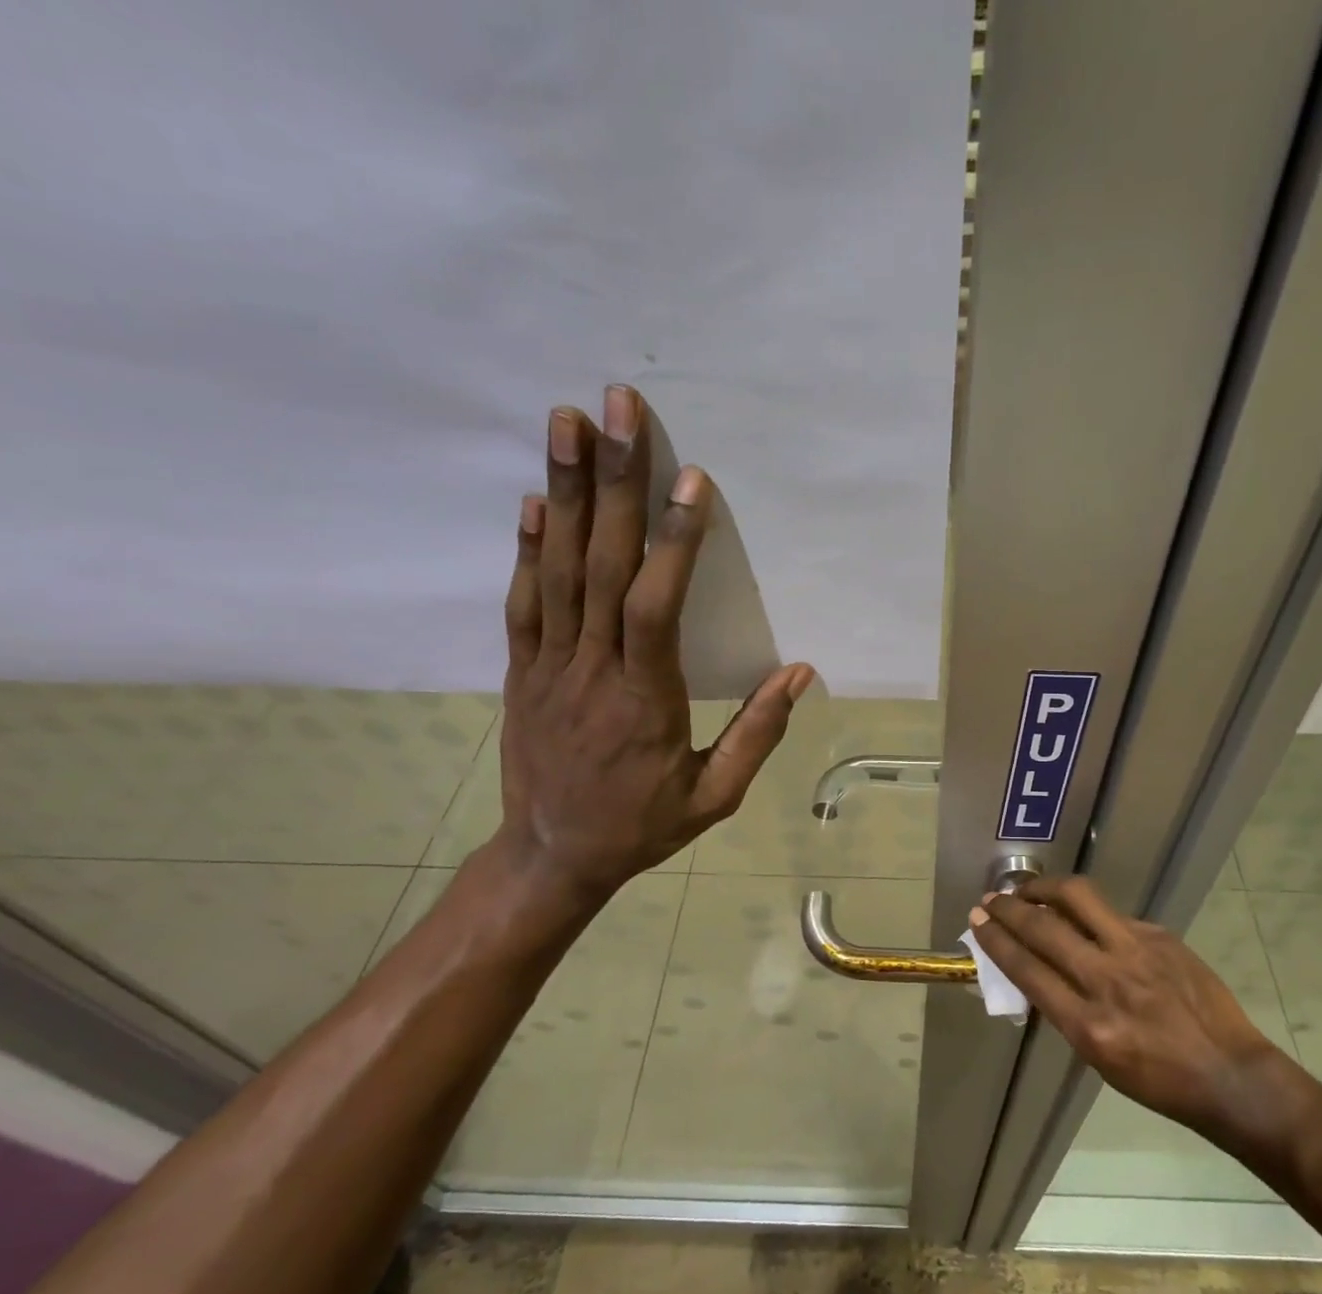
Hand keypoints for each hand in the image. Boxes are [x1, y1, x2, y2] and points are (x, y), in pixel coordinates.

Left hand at [496, 385, 813, 917]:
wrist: (552, 856)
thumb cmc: (641, 826)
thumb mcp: (713, 796)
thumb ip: (757, 735)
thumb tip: (800, 673)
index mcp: (643, 699)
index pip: (656, 607)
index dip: (673, 542)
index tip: (690, 480)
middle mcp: (591, 669)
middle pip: (600, 565)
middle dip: (611, 481)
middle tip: (616, 408)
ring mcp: (548, 665)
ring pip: (557, 569)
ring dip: (562, 491)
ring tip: (566, 421)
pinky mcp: (521, 670)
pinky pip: (523, 601)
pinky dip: (528, 546)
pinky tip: (533, 499)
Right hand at [970, 876, 1299, 1149]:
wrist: (1230, 1074)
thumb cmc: (1158, 1081)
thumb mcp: (1098, 1057)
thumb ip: (1065, 1010)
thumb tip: (1037, 966)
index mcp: (1089, 1026)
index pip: (1028, 969)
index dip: (996, 940)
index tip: (978, 921)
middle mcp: (1109, 981)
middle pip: (1044, 929)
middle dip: (1009, 908)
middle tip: (991, 899)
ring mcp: (1138, 952)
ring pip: (1078, 899)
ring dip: (1044, 889)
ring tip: (1028, 890)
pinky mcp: (1161, 936)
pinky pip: (1112, 915)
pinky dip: (1087, 913)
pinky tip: (1083, 919)